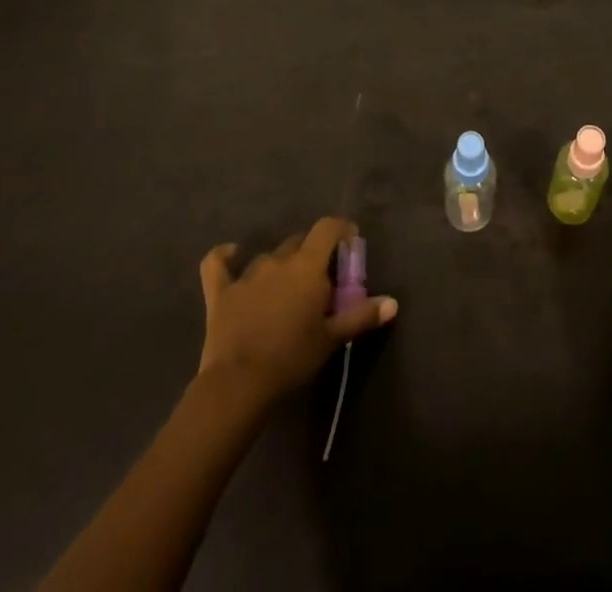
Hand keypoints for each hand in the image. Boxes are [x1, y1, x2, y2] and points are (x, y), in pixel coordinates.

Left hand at [196, 217, 396, 403]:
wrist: (239, 384)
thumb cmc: (292, 358)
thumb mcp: (331, 338)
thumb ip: (361, 316)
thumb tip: (393, 303)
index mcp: (307, 265)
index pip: (327, 228)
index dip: (340, 229)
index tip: (350, 243)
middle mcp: (278, 260)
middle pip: (299, 242)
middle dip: (312, 254)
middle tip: (319, 281)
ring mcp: (247, 273)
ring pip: (269, 257)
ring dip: (280, 266)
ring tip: (285, 290)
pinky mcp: (221, 291)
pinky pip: (218, 264)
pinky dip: (225, 256)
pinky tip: (231, 254)